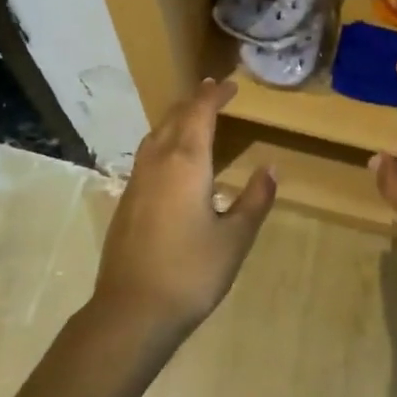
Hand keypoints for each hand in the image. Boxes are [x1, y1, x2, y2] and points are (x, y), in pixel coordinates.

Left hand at [94, 79, 276, 334]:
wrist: (132, 311)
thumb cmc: (191, 272)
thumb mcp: (235, 238)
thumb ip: (254, 199)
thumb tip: (270, 168)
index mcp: (187, 162)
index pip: (200, 113)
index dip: (214, 95)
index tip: (229, 85)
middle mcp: (158, 162)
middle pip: (174, 117)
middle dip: (194, 101)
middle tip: (212, 91)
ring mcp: (137, 181)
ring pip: (156, 134)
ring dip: (175, 118)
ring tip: (192, 116)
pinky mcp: (126, 200)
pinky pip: (147, 154)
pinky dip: (163, 140)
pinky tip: (171, 158)